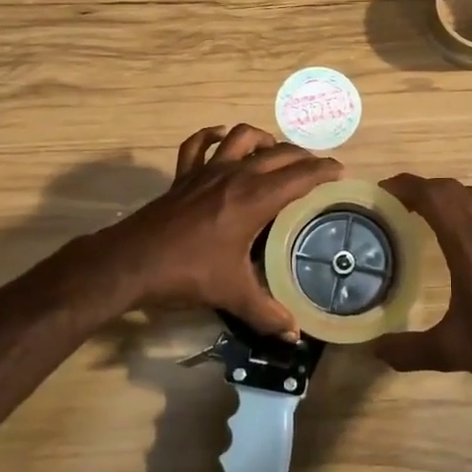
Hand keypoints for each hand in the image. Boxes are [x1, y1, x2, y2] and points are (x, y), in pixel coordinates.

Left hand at [87, 125, 342, 337]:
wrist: (131, 263)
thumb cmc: (187, 273)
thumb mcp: (232, 294)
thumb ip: (267, 313)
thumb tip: (294, 334)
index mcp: (253, 199)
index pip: (299, 176)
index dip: (323, 171)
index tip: (340, 172)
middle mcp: (235, 176)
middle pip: (277, 153)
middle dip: (301, 156)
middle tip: (316, 169)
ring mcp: (206, 171)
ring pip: (240, 136)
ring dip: (262, 139)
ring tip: (273, 153)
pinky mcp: (183, 176)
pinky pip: (197, 145)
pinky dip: (211, 136)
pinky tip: (221, 139)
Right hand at [372, 174, 471, 393]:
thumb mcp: (454, 352)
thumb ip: (410, 350)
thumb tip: (375, 350)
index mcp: (470, 247)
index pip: (435, 197)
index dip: (405, 186)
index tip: (380, 192)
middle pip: (452, 189)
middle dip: (420, 187)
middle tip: (393, 203)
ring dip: (444, 194)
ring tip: (420, 213)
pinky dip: (461, 208)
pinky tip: (452, 237)